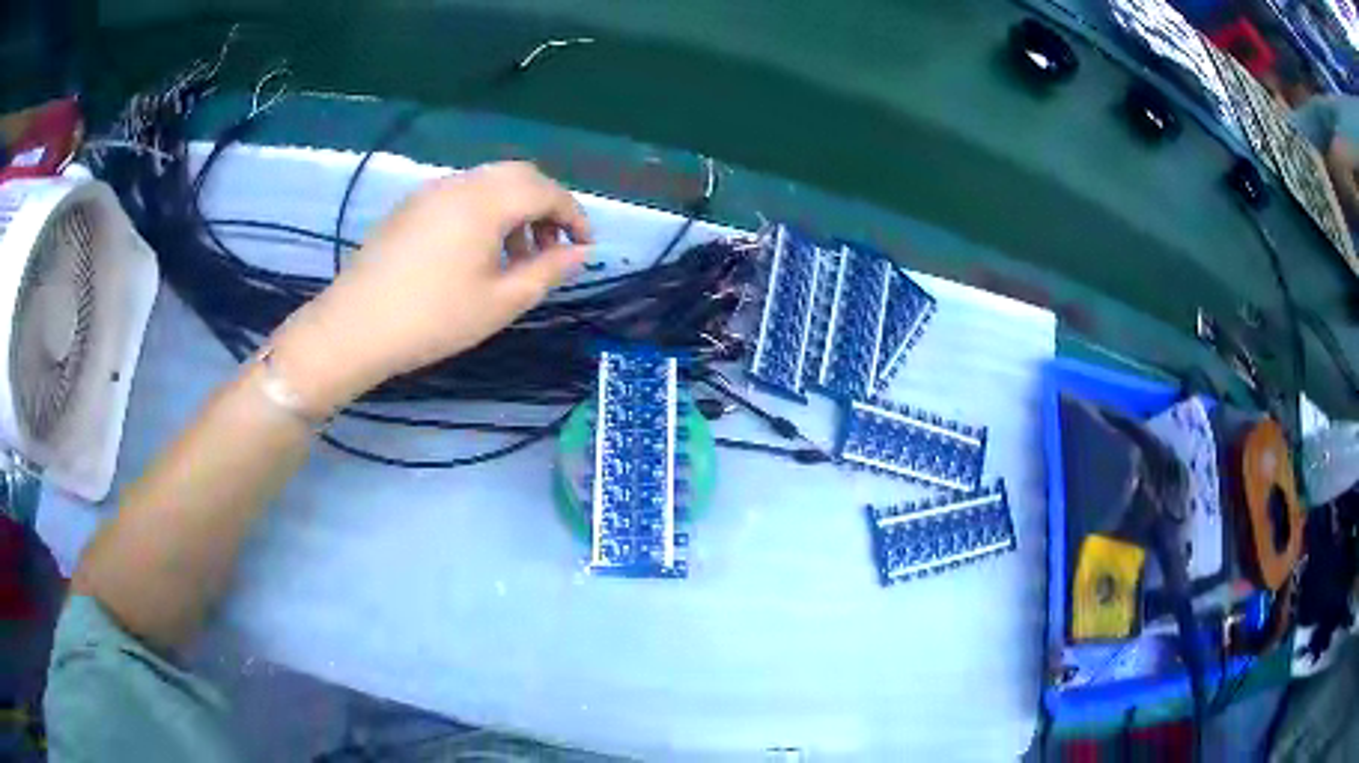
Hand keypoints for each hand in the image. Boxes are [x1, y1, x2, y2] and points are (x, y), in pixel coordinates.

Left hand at [270, 161, 592, 412]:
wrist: (354, 327)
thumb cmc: (432, 319)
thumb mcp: (500, 302)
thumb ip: (547, 271)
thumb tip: (581, 253)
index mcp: (487, 201)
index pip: (546, 191)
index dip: (574, 215)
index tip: (586, 246)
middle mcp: (461, 183)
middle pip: (519, 175)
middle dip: (546, 205)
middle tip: (554, 246)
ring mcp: (431, 191)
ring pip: (489, 183)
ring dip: (515, 208)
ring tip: (517, 255)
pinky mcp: (411, 206)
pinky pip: (462, 194)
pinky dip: (485, 210)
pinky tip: (477, 251)